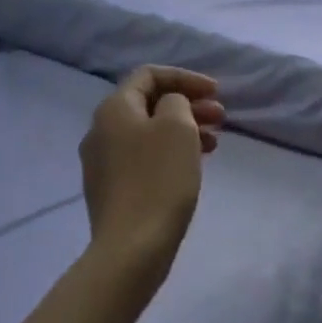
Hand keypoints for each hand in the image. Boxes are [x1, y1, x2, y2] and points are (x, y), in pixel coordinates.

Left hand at [79, 66, 223, 278]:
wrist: (132, 247)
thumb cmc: (159, 180)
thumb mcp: (177, 127)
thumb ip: (177, 102)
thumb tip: (169, 107)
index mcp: (114, 109)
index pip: (149, 75)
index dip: (185, 77)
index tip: (216, 92)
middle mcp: (100, 130)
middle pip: (148, 104)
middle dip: (188, 105)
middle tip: (221, 117)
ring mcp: (102, 162)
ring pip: (147, 133)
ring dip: (182, 130)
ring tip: (213, 144)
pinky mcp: (110, 189)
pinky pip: (143, 158)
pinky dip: (169, 153)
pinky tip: (190, 167)